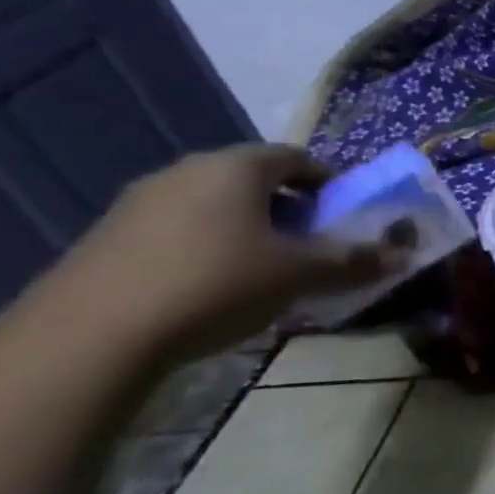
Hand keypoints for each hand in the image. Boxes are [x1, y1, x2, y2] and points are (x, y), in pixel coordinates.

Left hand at [54, 144, 406, 363]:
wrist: (90, 336)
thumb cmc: (217, 283)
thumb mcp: (302, 274)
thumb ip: (355, 261)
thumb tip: (404, 256)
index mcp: (235, 168)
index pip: (295, 157)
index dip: (328, 182)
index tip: (346, 214)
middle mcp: (185, 172)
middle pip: (254, 180)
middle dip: (292, 208)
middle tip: (316, 244)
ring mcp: (139, 204)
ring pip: (216, 206)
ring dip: (252, 229)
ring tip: (272, 270)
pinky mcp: (110, 238)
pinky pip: (182, 230)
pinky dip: (212, 247)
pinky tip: (220, 287)